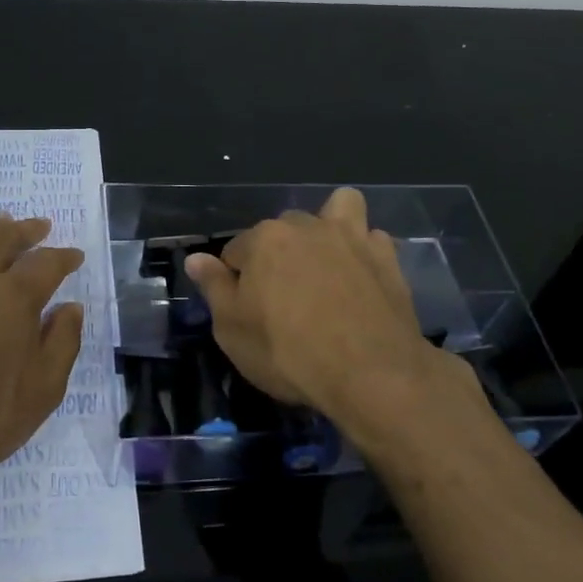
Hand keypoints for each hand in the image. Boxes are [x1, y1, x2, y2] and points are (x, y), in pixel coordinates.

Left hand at [0, 212, 84, 502]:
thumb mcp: (44, 390)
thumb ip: (62, 342)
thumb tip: (70, 308)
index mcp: (13, 298)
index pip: (46, 263)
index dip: (64, 257)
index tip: (76, 257)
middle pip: (3, 236)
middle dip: (26, 230)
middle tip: (41, 228)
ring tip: (4, 228)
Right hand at [183, 188, 466, 450]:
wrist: (370, 373)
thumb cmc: (289, 353)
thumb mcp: (232, 330)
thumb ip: (213, 288)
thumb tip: (195, 258)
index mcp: (264, 239)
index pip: (235, 251)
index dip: (235, 280)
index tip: (245, 309)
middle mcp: (307, 226)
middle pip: (282, 229)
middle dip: (278, 253)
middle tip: (283, 296)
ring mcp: (352, 237)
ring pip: (338, 208)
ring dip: (330, 225)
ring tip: (327, 261)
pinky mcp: (387, 257)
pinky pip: (372, 238)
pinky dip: (364, 250)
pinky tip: (362, 276)